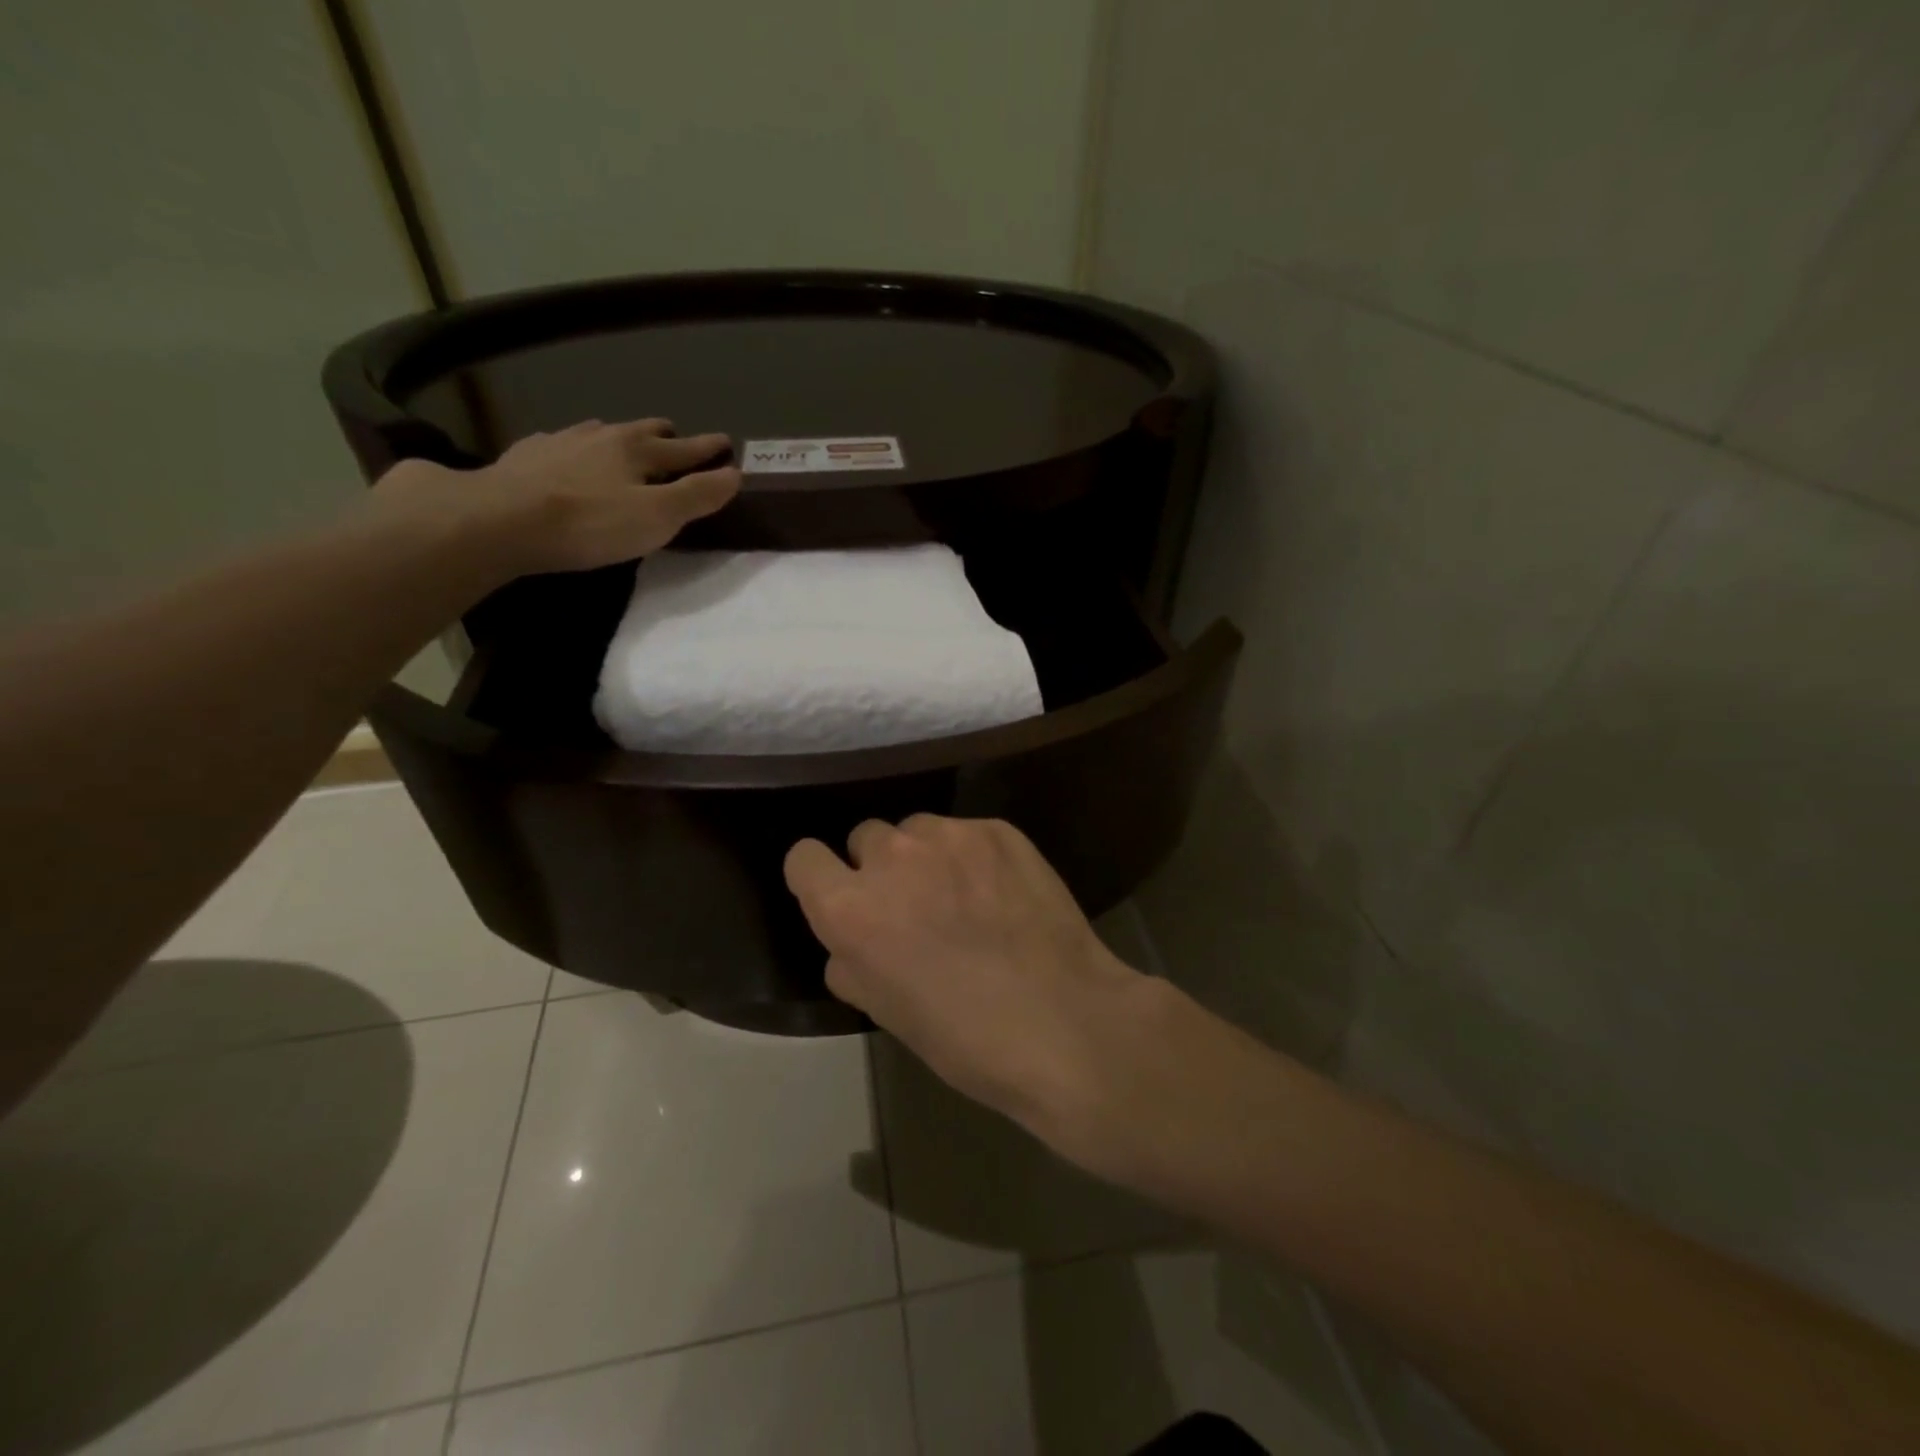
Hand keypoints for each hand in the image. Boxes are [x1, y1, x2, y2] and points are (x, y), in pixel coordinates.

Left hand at [375, 417, 739, 576]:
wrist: (500, 520)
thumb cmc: (590, 523)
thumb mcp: (658, 517)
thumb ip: (697, 496)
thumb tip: (736, 474)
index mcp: (636, 450)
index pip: (683, 448)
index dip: (708, 449)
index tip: (726, 443)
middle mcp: (600, 437)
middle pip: (641, 430)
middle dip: (663, 435)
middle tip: (675, 437)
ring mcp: (559, 443)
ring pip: (599, 433)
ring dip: (617, 438)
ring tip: (622, 445)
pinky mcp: (525, 457)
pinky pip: (560, 445)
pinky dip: (575, 449)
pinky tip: (566, 457)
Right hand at [784, 814, 1172, 1162]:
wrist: (1065, 1022)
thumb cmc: (964, 1037)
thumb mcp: (884, 1012)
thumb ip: (852, 961)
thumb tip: (854, 942)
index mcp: (850, 908)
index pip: (803, 858)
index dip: (820, 878)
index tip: (843, 898)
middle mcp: (892, 856)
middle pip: (865, 837)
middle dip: (880, 867)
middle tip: (915, 905)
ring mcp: (949, 836)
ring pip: (917, 829)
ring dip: (927, 856)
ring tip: (964, 895)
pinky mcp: (998, 829)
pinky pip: (966, 831)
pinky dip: (973, 856)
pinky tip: (1002, 893)